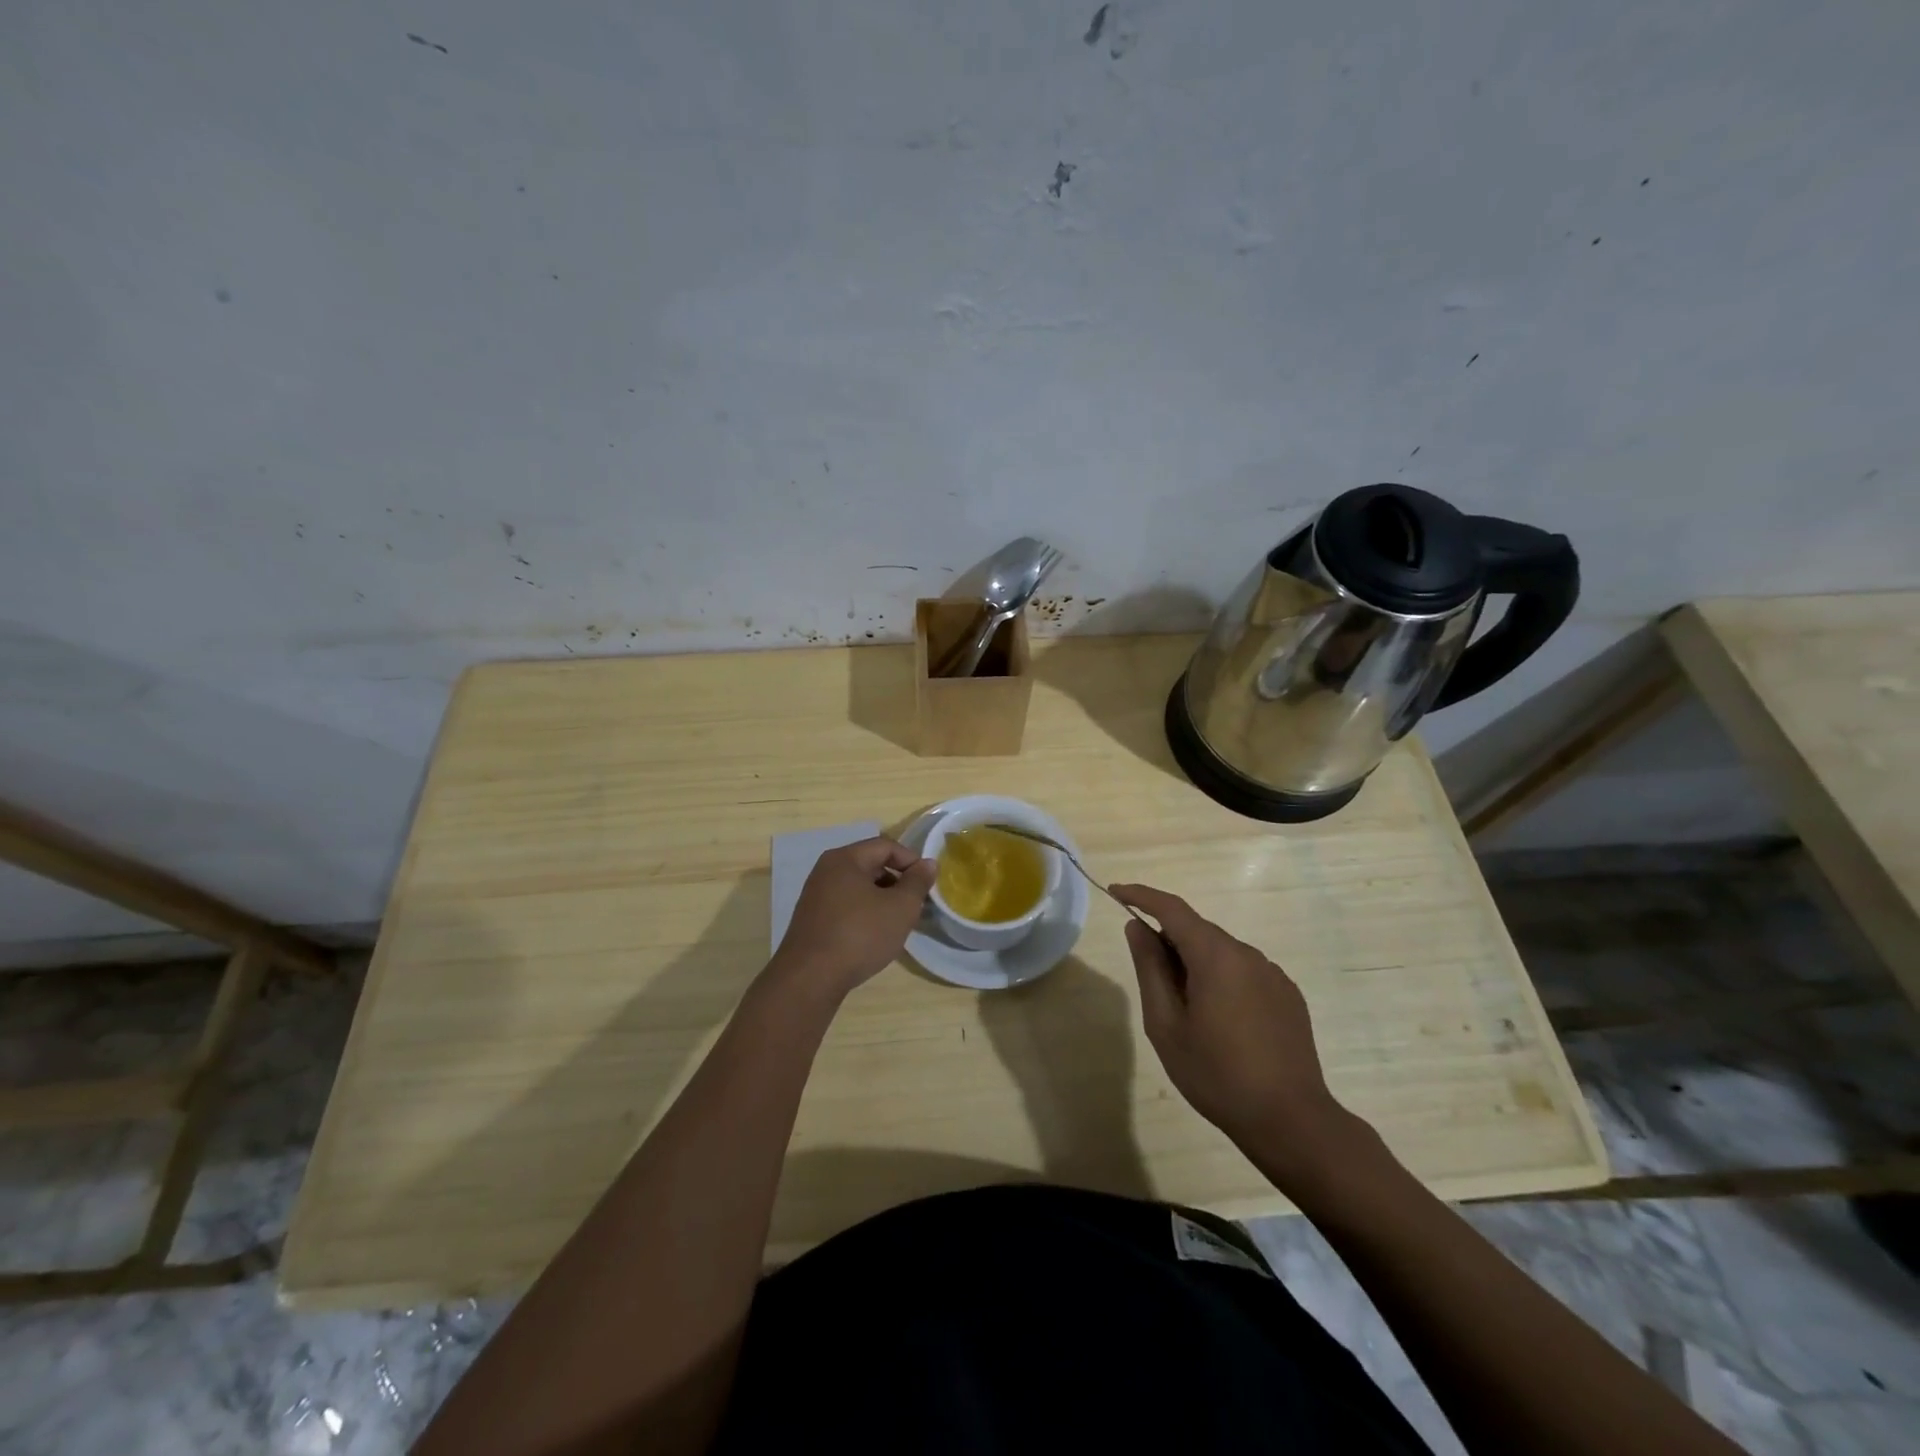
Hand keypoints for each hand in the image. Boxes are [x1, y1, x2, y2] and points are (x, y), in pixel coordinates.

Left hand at [768, 837, 936, 1003]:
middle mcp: (826, 871)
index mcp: (845, 859)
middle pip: (871, 865)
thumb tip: (928, 864)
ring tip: (897, 923)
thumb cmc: (860, 935)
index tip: (927, 884)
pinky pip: (846, 905)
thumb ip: (917, 882)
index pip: (886, 846)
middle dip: (897, 882)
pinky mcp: (812, 919)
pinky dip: (864, 913)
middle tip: (915, 905)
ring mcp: (815, 895)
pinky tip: (874, 936)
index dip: (911, 861)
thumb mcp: (900, 908)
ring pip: (858, 887)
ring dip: (882, 900)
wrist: (810, 978)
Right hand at [1113, 882, 1360, 1184]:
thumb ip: (1150, 968)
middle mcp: (1248, 954)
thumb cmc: (1216, 1074)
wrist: (1291, 1120)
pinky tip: (1221, 1022)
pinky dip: (1222, 980)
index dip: (1141, 896)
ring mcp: (1272, 974)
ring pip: (1221, 953)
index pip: (1172, 908)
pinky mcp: (1288, 995)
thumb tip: (1137, 927)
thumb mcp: (1166, 1025)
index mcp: (1216, 956)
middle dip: (1168, 941)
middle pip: (1198, 931)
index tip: (1116, 892)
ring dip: (1196, 964)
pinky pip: (1244, 972)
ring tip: (1186, 1012)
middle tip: (1149, 979)